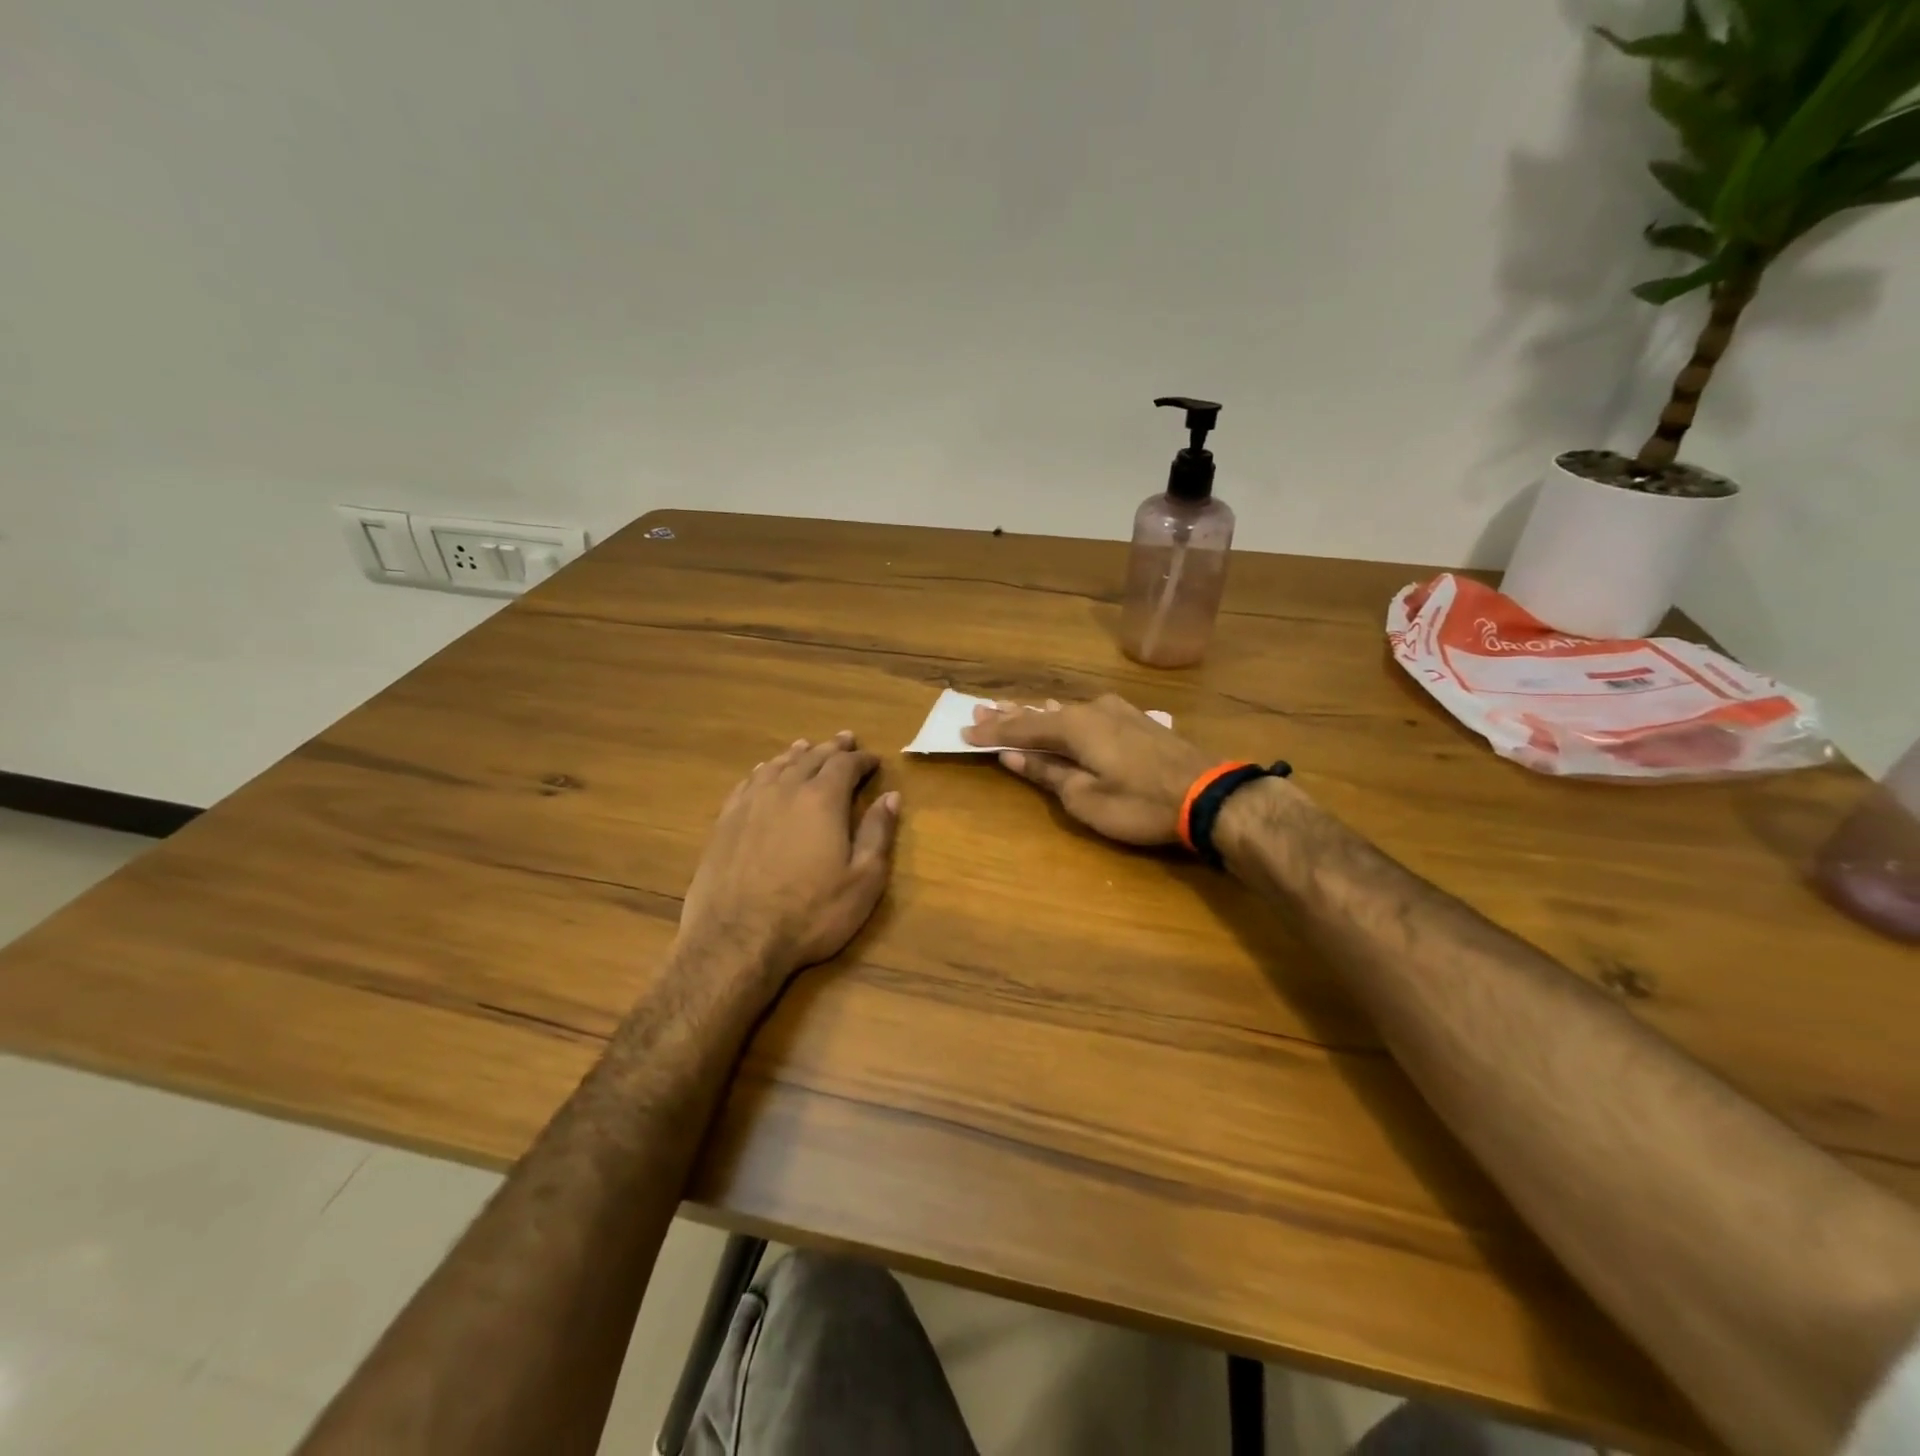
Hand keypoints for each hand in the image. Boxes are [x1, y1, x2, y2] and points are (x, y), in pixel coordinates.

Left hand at [679, 733, 899, 984]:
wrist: (736, 939)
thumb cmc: (810, 913)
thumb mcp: (862, 880)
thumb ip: (878, 833)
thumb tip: (891, 796)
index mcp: (822, 799)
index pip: (846, 765)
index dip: (862, 760)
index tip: (874, 760)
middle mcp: (785, 789)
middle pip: (811, 757)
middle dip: (832, 748)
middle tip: (845, 740)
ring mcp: (751, 803)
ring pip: (778, 765)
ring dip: (797, 754)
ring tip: (807, 746)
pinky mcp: (726, 821)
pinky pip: (749, 782)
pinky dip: (764, 771)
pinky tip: (765, 772)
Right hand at [961, 695, 1214, 845]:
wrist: (1210, 795)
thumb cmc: (1140, 803)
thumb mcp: (1085, 798)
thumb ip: (1047, 773)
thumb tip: (1013, 756)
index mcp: (1074, 726)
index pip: (1022, 727)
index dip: (992, 732)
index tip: (964, 731)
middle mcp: (1092, 709)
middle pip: (1041, 712)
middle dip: (1010, 715)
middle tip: (979, 711)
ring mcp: (1117, 712)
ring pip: (1065, 711)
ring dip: (1037, 714)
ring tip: (1011, 710)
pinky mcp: (1136, 721)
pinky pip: (1087, 714)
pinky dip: (1064, 717)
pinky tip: (1061, 712)